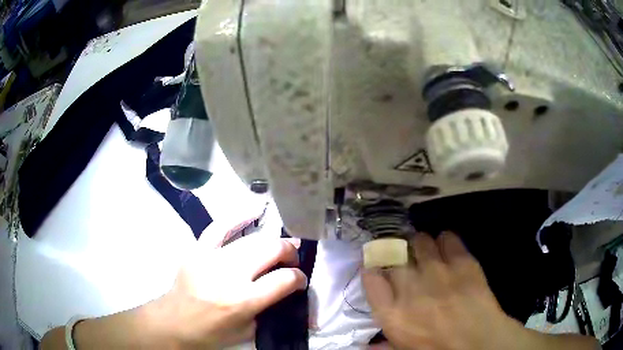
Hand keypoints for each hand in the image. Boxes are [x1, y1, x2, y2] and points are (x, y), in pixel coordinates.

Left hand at [41, 231, 306, 349]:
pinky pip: (219, 227)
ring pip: (252, 240)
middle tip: (291, 260)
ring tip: (280, 245)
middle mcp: (229, 276)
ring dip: (272, 242)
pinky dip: (239, 217)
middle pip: (270, 251)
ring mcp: (211, 259)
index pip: (283, 280)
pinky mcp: (198, 250)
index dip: (298, 278)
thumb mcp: (247, 331)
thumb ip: (270, 310)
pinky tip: (255, 209)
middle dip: (289, 253)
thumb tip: (292, 294)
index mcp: (242, 301)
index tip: (300, 279)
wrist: (173, 322)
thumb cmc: (211, 333)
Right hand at [362, 232, 598, 349]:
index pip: (371, 277)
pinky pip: (447, 238)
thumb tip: (367, 345)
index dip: (373, 268)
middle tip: (405, 259)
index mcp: (392, 313)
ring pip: (419, 240)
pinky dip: (445, 240)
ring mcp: (438, 270)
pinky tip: (448, 248)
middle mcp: (410, 287)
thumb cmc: (439, 349)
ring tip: (427, 252)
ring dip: (420, 244)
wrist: (480, 342)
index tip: (378, 268)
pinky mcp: (462, 261)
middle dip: (396, 252)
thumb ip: (383, 344)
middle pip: (393, 253)